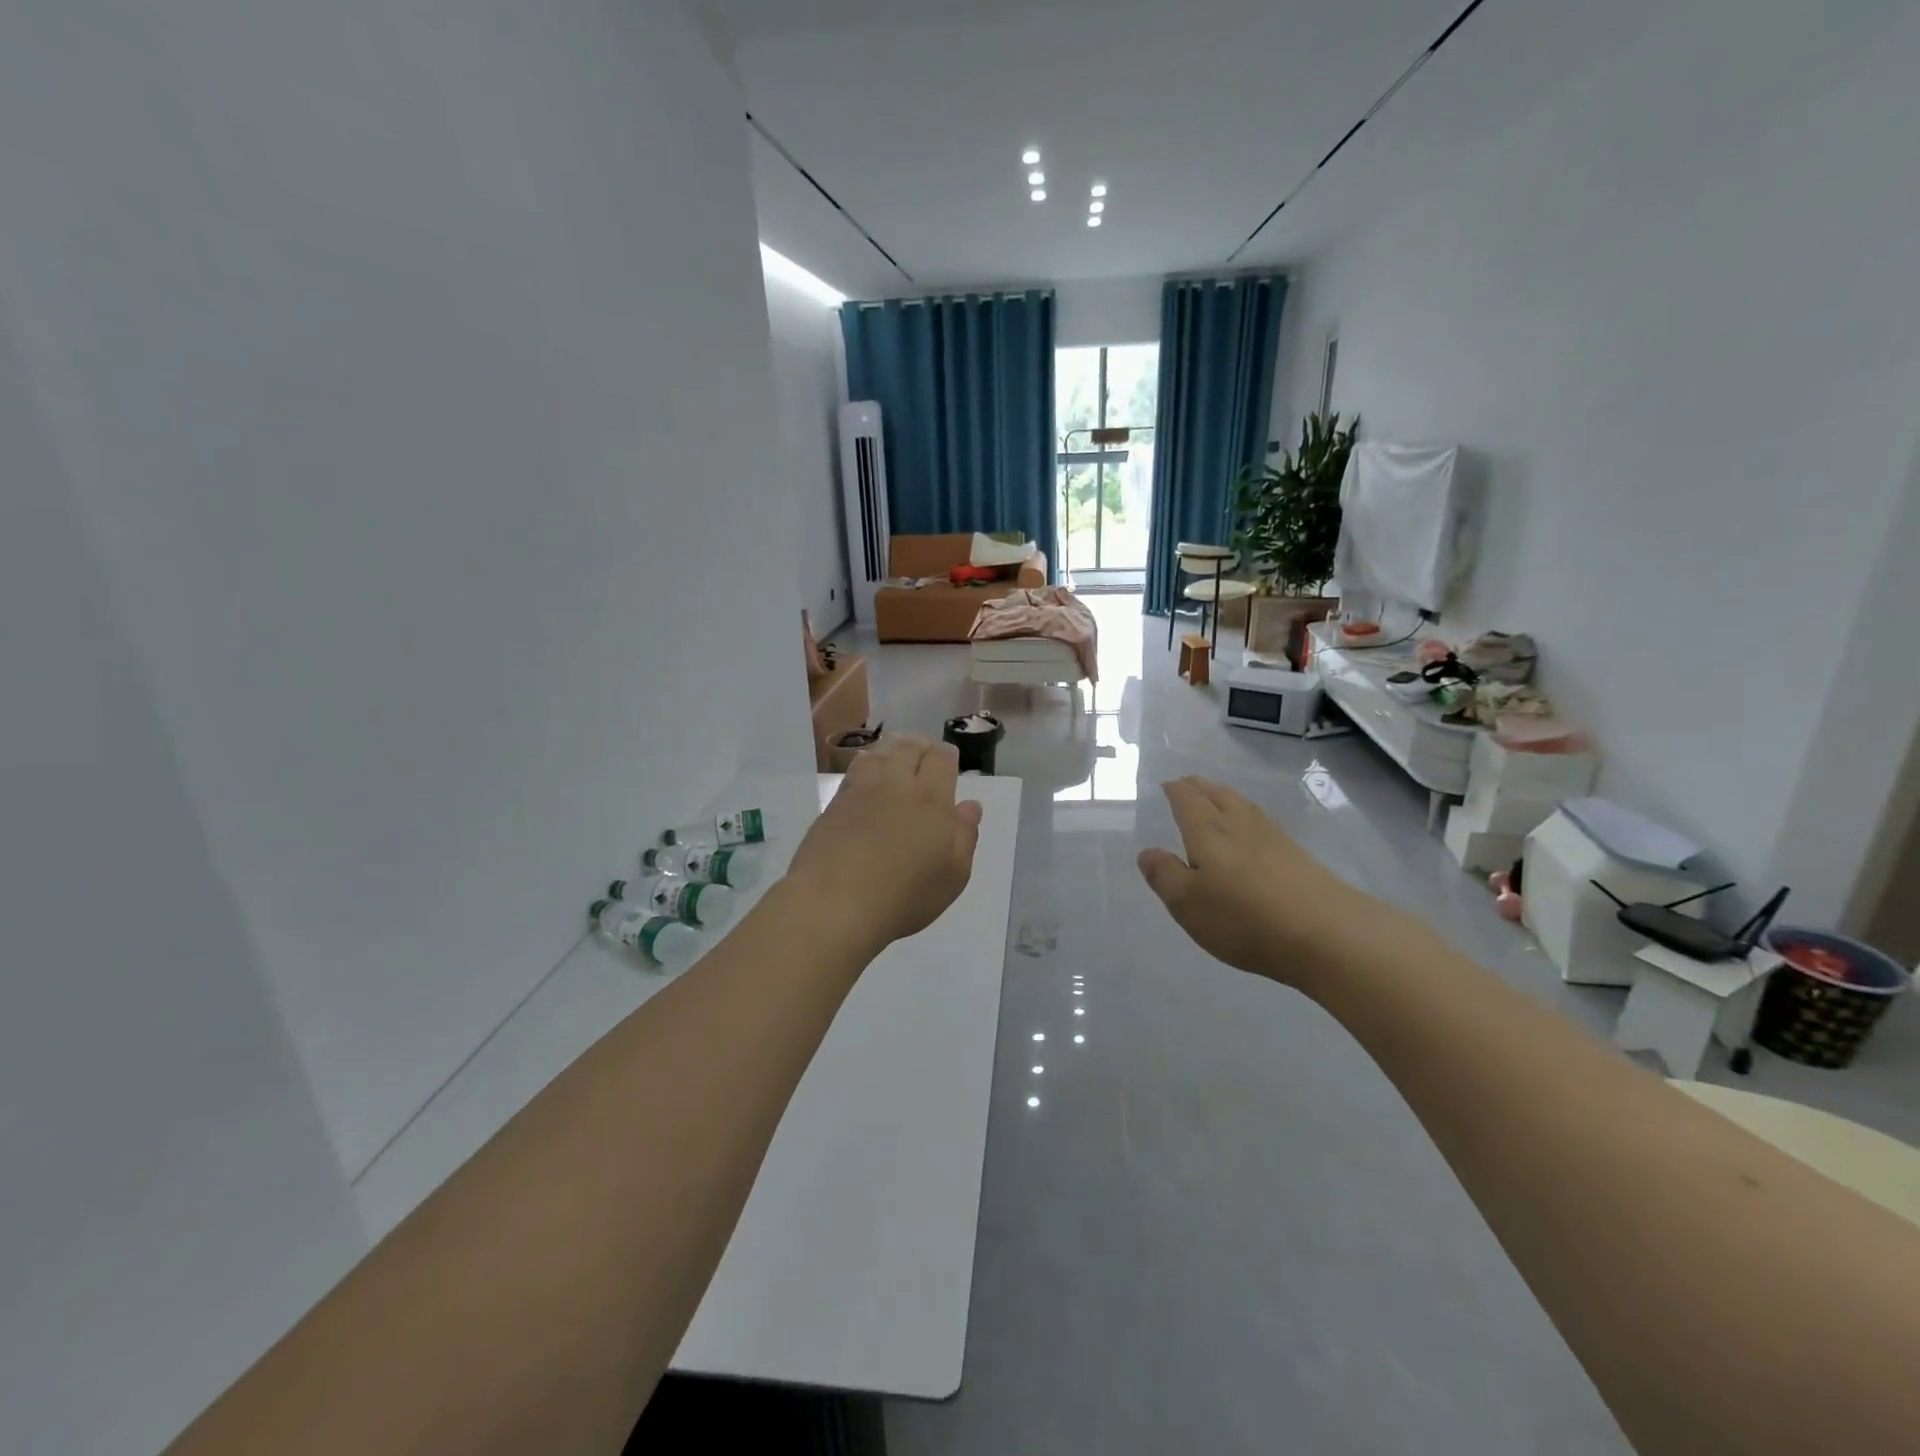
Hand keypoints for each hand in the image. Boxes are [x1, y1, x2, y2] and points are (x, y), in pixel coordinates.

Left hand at [784, 736, 982, 953]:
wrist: (833, 903)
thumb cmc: (903, 896)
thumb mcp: (952, 875)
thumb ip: (965, 836)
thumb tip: (969, 805)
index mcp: (930, 799)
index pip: (940, 759)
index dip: (946, 755)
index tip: (949, 760)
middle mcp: (895, 784)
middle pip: (908, 748)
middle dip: (920, 745)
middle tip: (925, 752)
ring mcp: (860, 791)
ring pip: (879, 753)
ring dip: (892, 748)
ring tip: (896, 755)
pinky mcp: (834, 804)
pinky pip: (854, 770)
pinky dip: (867, 764)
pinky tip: (867, 774)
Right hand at [1137, 776, 1360, 985]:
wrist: (1327, 934)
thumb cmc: (1244, 918)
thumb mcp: (1188, 904)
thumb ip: (1165, 875)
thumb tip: (1148, 852)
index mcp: (1208, 831)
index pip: (1187, 800)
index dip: (1175, 790)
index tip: (1167, 785)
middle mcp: (1239, 825)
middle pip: (1217, 794)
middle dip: (1199, 786)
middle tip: (1187, 783)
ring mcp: (1273, 837)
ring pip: (1243, 805)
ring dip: (1224, 795)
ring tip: (1216, 797)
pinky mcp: (1298, 855)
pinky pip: (1262, 821)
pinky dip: (1247, 814)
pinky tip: (1252, 828)